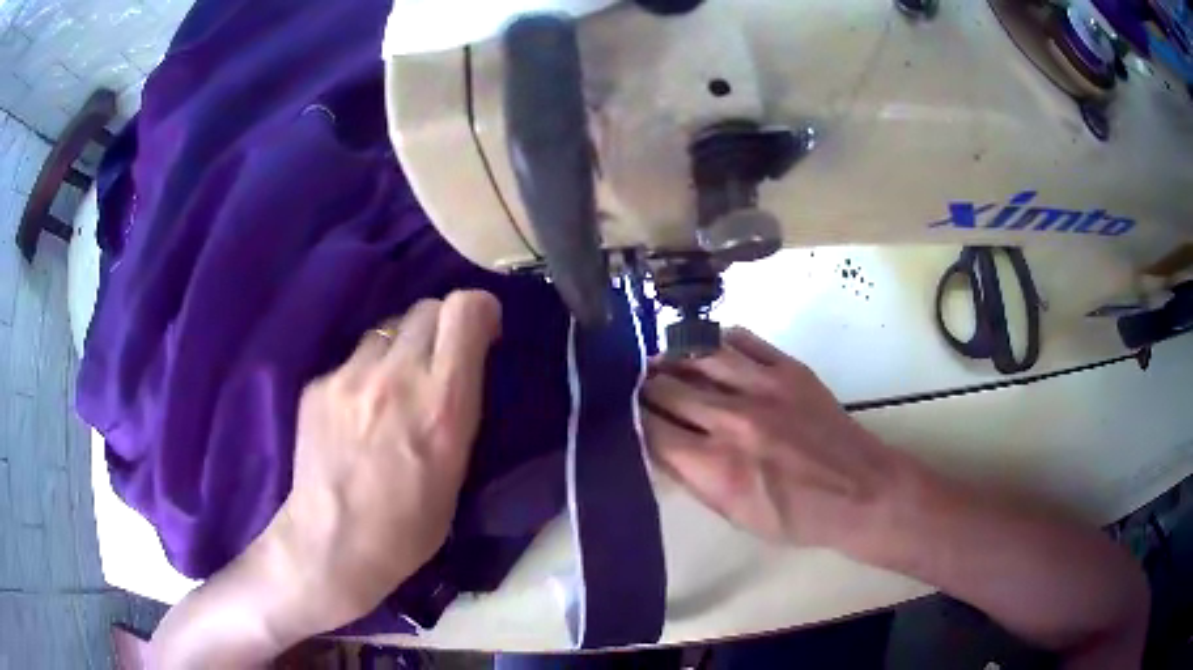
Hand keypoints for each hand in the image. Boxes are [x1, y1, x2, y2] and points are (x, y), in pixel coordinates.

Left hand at [149, 291, 501, 667]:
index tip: (482, 330)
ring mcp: (351, 376)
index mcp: (442, 403)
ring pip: (386, 330)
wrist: (333, 544)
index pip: (465, 311)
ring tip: (392, 388)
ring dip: (400, 348)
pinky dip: (364, 375)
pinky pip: (352, 360)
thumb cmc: (409, 526)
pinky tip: (357, 413)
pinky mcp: (319, 384)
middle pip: (426, 308)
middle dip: (440, 326)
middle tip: (438, 360)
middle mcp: (397, 375)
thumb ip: (457, 408)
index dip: (479, 310)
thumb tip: (456, 374)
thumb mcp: (457, 470)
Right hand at [642, 327, 902, 552]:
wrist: (859, 490)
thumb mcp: (735, 516)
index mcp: (716, 467)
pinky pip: (743, 340)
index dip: (630, 419)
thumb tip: (659, 447)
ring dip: (675, 358)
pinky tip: (708, 348)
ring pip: (699, 355)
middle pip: (668, 387)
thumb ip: (693, 479)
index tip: (624, 415)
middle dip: (646, 387)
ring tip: (664, 361)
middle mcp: (732, 420)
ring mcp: (763, 387)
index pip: (651, 429)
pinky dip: (718, 342)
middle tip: (639, 387)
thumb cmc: (796, 517)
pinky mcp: (789, 368)